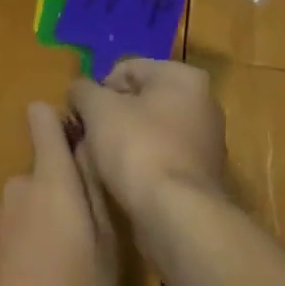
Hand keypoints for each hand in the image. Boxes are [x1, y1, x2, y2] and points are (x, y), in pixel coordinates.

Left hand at [0, 102, 117, 285]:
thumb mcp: (107, 249)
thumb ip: (93, 190)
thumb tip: (86, 148)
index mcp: (51, 178)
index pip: (42, 118)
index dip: (55, 123)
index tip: (71, 144)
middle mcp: (14, 184)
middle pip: (37, 172)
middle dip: (53, 193)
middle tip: (74, 240)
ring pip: (18, 204)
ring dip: (31, 221)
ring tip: (47, 270)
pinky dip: (9, 245)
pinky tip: (20, 285)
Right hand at [67, 59, 227, 223]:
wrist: (177, 216)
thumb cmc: (138, 148)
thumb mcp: (98, 109)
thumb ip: (83, 90)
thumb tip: (79, 90)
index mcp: (183, 77)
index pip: (128, 69)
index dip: (98, 89)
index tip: (82, 115)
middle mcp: (202, 103)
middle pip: (139, 100)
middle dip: (110, 117)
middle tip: (88, 139)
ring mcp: (205, 142)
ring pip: (148, 132)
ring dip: (122, 143)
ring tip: (101, 165)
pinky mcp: (200, 176)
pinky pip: (159, 159)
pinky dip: (139, 166)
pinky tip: (122, 183)